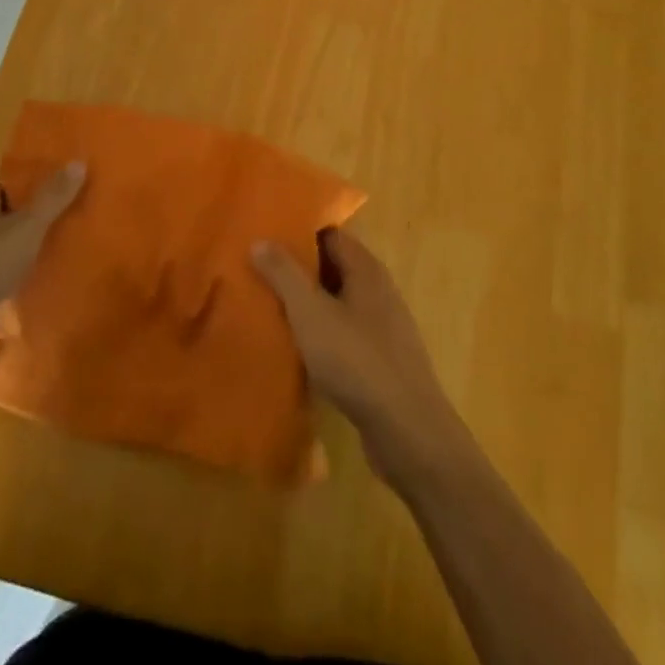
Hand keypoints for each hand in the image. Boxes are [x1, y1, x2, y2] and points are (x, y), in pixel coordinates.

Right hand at [252, 229, 466, 484]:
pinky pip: (342, 334)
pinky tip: (294, 348)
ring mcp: (382, 328)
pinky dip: (319, 334)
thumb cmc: (357, 361)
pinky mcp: (380, 361)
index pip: (330, 234)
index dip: (298, 231)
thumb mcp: (311, 313)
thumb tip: (261, 239)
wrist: (408, 433)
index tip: (265, 234)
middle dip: (297, 268)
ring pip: (336, 303)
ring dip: (306, 303)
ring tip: (265, 306)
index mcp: (366, 269)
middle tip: (255, 269)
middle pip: (332, 267)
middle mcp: (378, 291)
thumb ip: (284, 274)